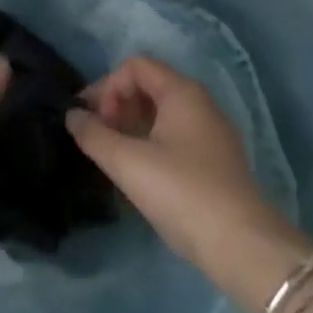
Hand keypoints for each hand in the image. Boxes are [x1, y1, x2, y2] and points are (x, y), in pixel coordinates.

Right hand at [71, 56, 312, 312]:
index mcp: (183, 92)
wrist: (240, 245)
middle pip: (149, 86)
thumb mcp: (128, 162)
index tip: (93, 121)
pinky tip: (138, 172)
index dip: (107, 87)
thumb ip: (93, 135)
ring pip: (161, 113)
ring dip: (131, 126)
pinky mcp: (214, 161)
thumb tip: (72, 115)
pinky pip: (174, 136)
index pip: (136, 67)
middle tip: (98, 137)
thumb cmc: (181, 191)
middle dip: (117, 105)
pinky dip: (149, 142)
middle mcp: (200, 103)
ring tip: (112, 155)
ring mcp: (211, 133)